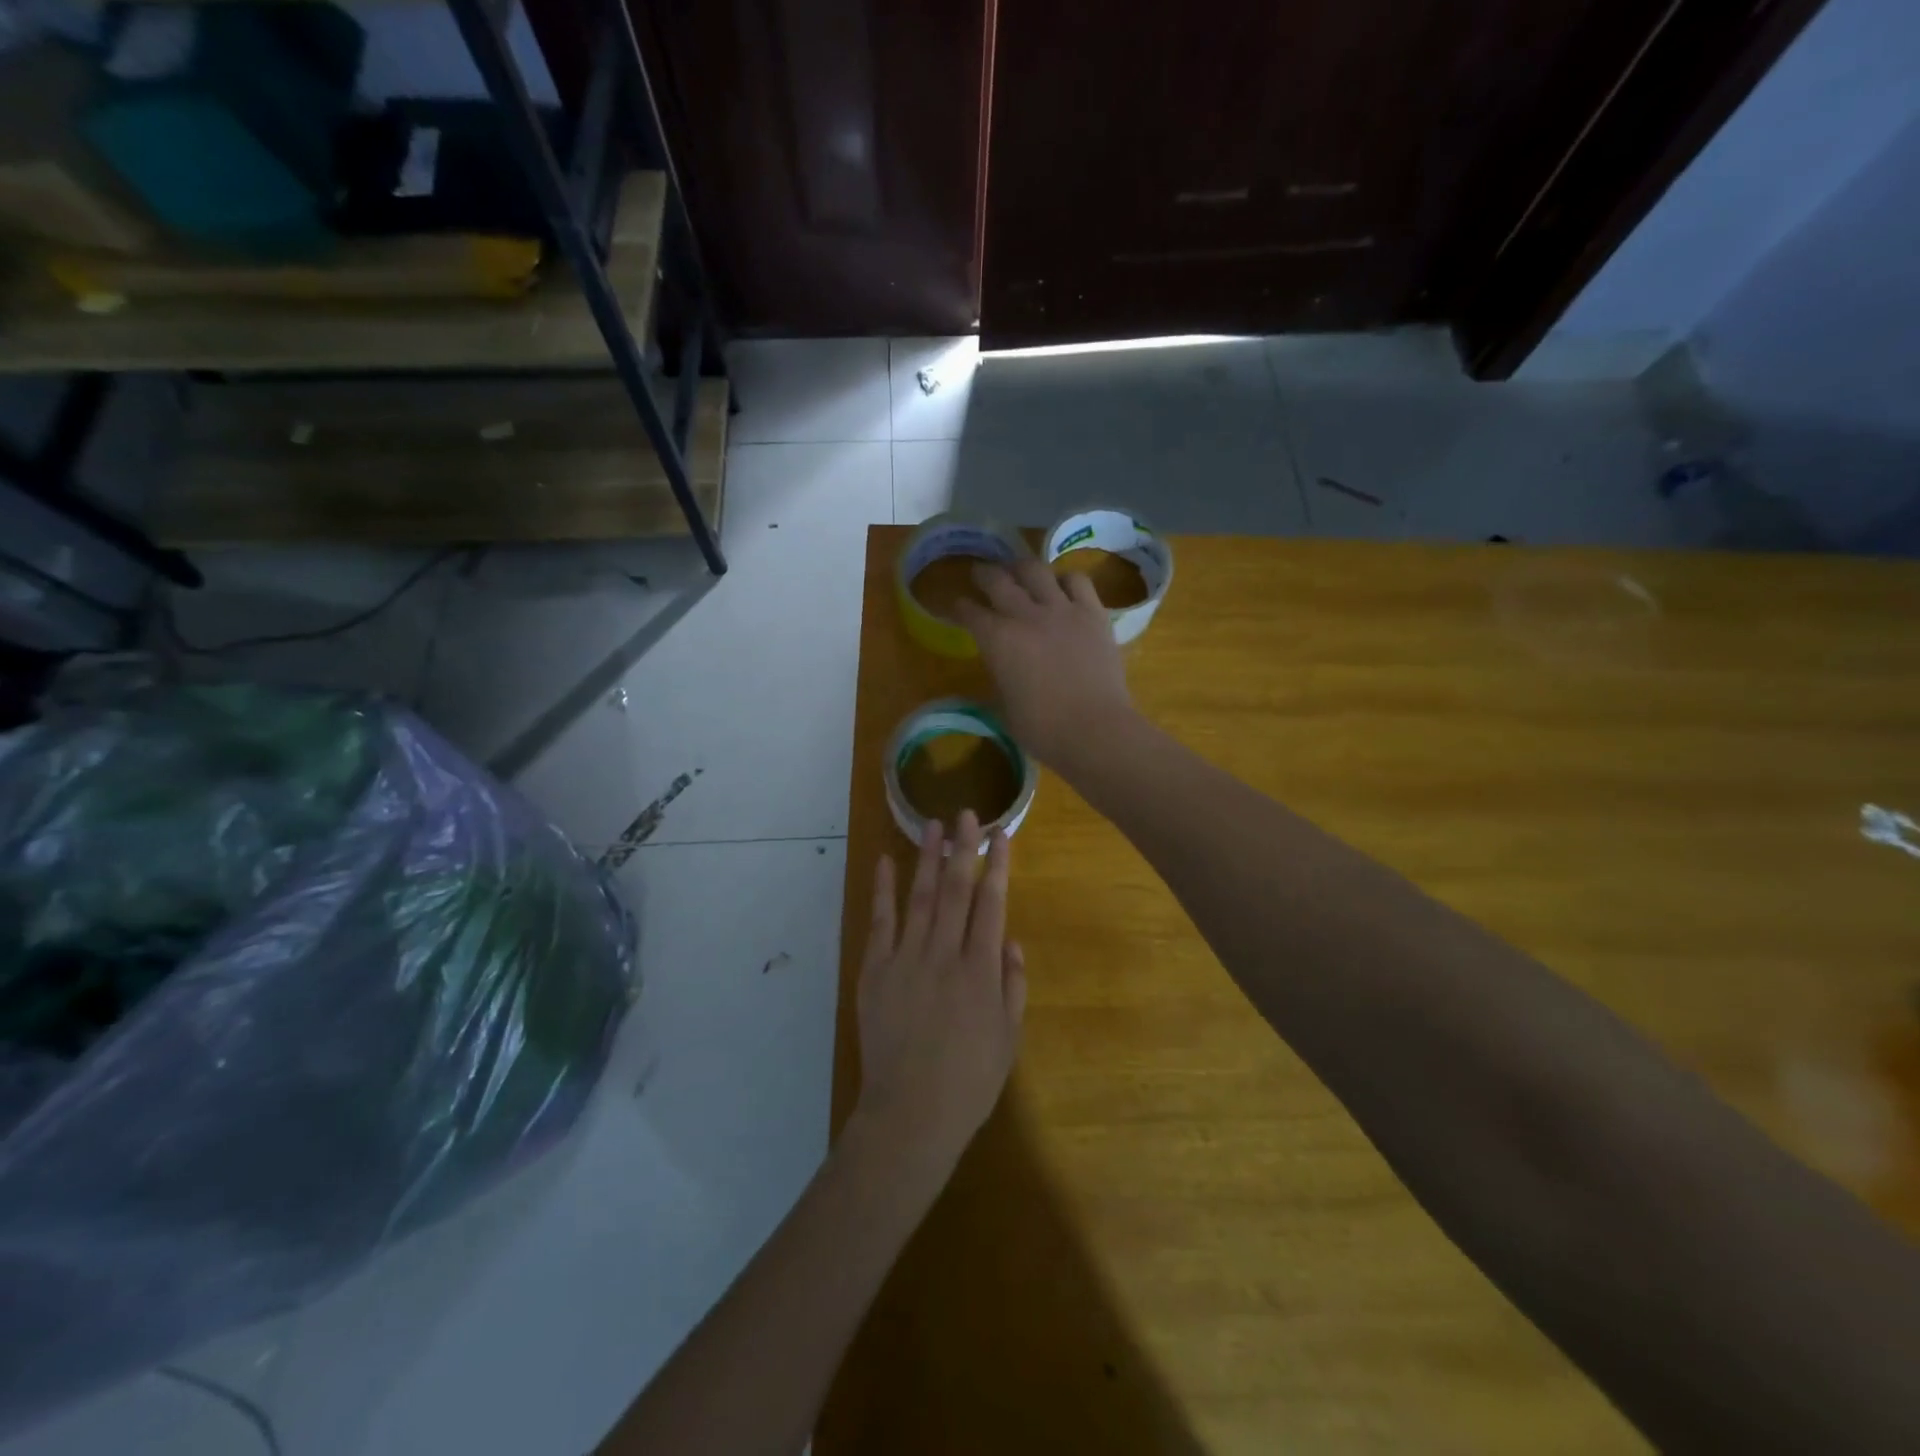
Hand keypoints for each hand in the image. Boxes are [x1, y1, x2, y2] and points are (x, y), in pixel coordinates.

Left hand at [855, 811, 1026, 1177]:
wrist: (911, 1113)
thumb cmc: (969, 1080)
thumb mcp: (1008, 1037)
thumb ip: (1012, 984)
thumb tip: (1010, 939)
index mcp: (980, 969)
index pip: (992, 903)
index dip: (998, 865)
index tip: (1002, 834)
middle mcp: (944, 953)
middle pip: (957, 889)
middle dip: (964, 848)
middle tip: (968, 813)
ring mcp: (906, 958)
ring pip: (921, 896)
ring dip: (928, 858)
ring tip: (933, 825)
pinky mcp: (876, 970)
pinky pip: (880, 922)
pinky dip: (883, 890)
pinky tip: (885, 861)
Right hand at [953, 560, 1135, 770]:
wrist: (1094, 730)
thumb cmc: (1042, 729)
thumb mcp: (1004, 707)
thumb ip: (998, 678)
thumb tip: (1000, 669)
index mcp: (997, 640)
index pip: (969, 612)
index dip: (959, 607)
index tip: (956, 606)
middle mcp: (1026, 615)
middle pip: (998, 580)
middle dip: (984, 575)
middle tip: (980, 574)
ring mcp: (1062, 610)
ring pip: (1036, 570)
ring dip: (1022, 568)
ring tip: (1019, 571)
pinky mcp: (1093, 613)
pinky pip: (1077, 581)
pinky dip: (1065, 579)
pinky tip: (1062, 587)